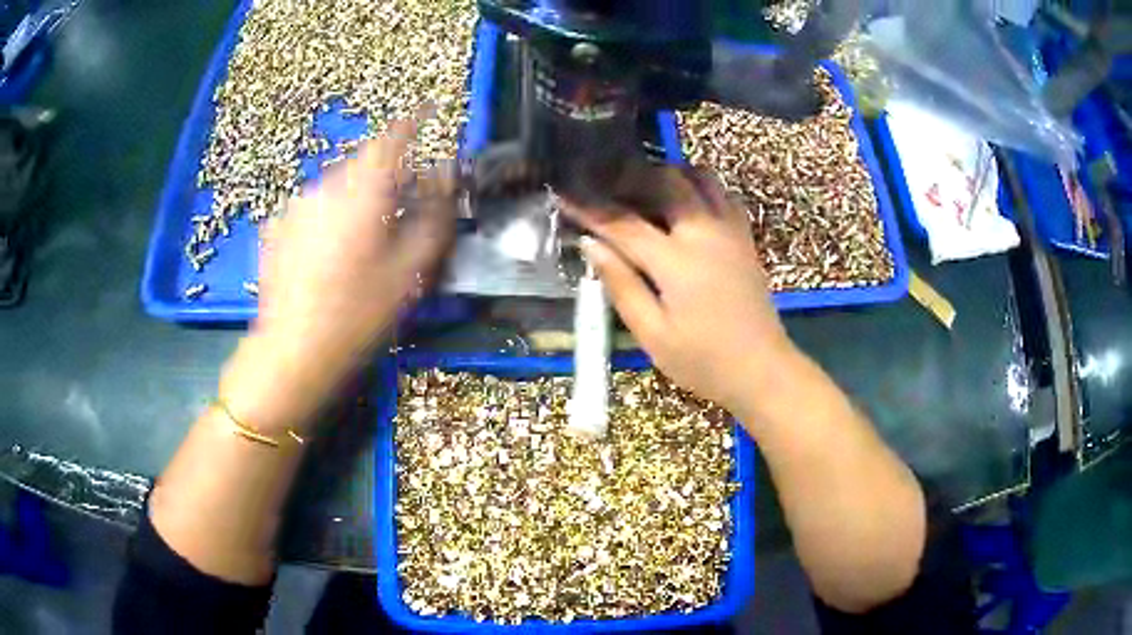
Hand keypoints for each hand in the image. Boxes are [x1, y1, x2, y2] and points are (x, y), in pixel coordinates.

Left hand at [221, 118, 456, 433]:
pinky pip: (313, 207)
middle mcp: (326, 186)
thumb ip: (434, 218)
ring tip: (363, 237)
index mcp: (363, 190)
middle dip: (387, 174)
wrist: (293, 350)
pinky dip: (329, 215)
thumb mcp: (409, 270)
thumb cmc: (358, 312)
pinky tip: (329, 254)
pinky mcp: (277, 226)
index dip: (414, 122)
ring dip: (356, 196)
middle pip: (364, 164)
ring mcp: (296, 205)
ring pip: (337, 186)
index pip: (393, 138)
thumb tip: (446, 182)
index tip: (429, 111)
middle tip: (402, 204)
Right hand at [565, 168, 793, 408]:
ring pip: (700, 177)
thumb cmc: (703, 361)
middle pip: (666, 181)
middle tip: (607, 190)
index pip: (623, 223)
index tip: (563, 193)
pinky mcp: (745, 238)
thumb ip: (621, 285)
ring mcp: (730, 230)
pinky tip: (685, 207)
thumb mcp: (652, 334)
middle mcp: (705, 231)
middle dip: (632, 177)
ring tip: (646, 192)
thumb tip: (591, 245)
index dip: (589, 208)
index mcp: (676, 260)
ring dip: (669, 176)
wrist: (762, 370)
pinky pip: (722, 194)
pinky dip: (699, 188)